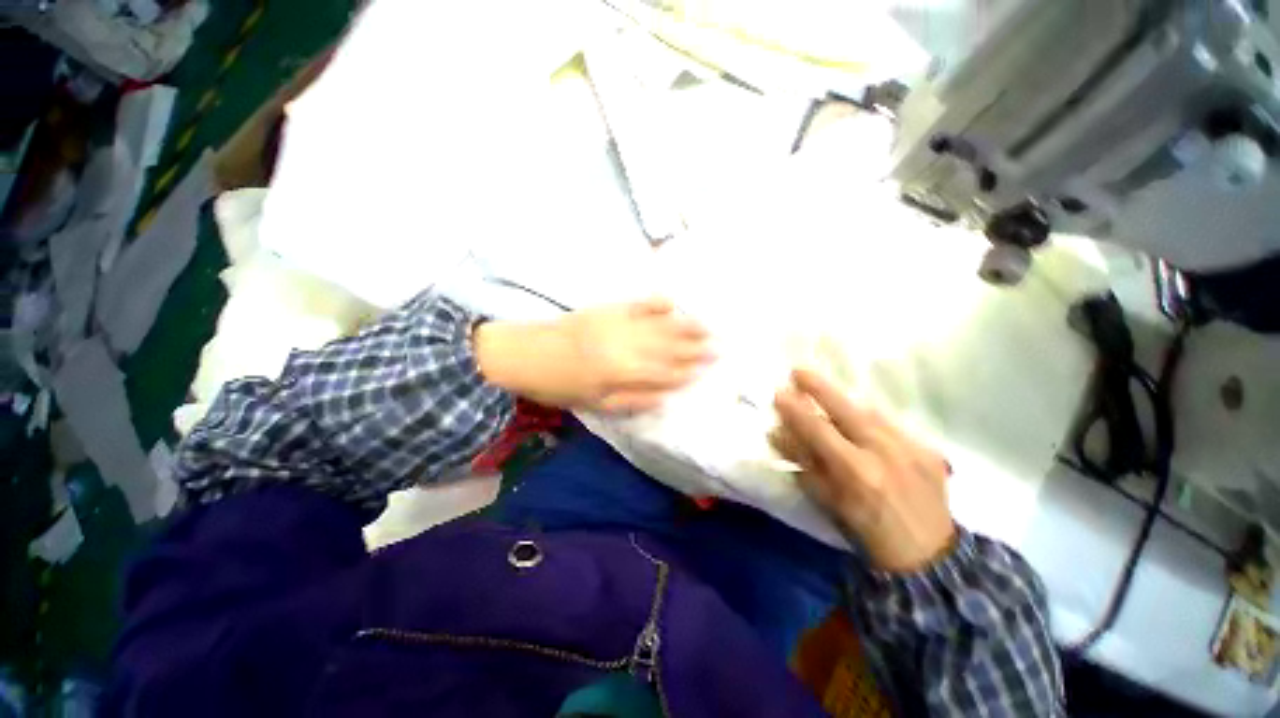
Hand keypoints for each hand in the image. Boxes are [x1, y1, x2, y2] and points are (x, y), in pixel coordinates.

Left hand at [475, 298, 713, 412]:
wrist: (525, 354)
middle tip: (721, 345)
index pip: (664, 374)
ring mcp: (618, 325)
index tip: (708, 368)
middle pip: (668, 349)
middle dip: (695, 348)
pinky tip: (672, 300)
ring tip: (708, 325)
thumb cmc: (560, 386)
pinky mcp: (608, 310)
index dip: (687, 372)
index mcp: (622, 374)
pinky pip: (637, 305)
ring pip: (659, 327)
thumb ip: (631, 400)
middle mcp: (626, 348)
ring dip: (685, 327)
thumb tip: (665, 398)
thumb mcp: (594, 404)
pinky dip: (655, 302)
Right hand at [772, 369, 954, 571]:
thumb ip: (804, 464)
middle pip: (846, 408)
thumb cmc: (868, 532)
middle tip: (798, 371)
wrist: (929, 556)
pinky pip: (891, 423)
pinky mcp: (929, 449)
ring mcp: (910, 447)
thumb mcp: (829, 501)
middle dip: (819, 387)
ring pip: (870, 411)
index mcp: (856, 471)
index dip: (795, 409)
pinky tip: (861, 417)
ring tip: (826, 392)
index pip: (817, 429)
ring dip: (844, 399)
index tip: (778, 393)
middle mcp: (885, 452)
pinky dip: (870, 417)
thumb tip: (779, 434)